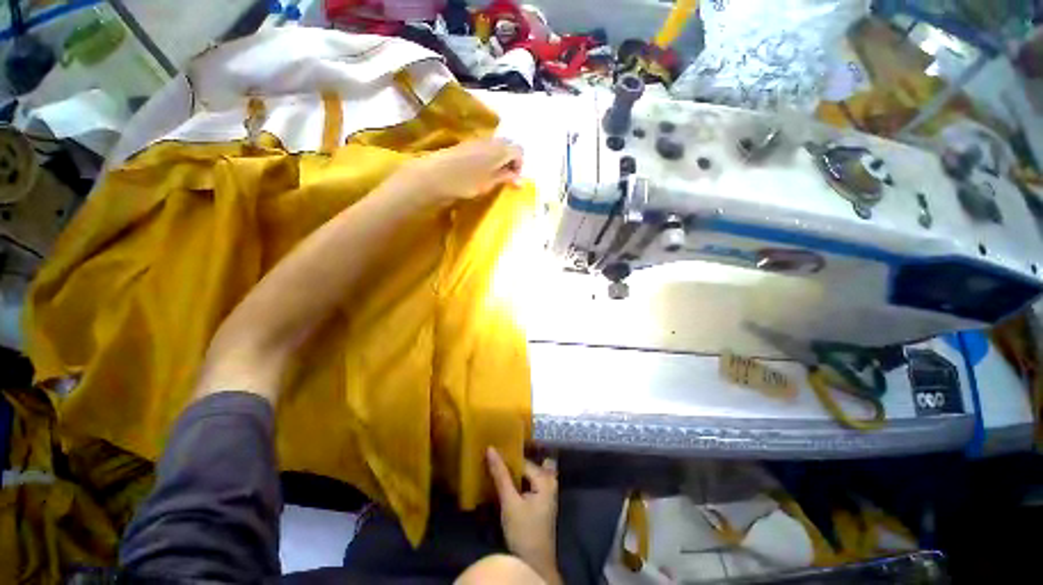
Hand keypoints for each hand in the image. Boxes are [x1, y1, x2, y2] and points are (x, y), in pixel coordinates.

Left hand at [390, 138, 523, 202]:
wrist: (434, 176)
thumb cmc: (464, 183)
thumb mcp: (488, 184)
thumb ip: (504, 178)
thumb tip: (519, 179)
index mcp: (499, 149)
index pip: (519, 150)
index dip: (519, 165)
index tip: (513, 180)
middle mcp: (490, 141)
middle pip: (508, 145)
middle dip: (510, 161)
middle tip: (505, 178)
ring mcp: (476, 141)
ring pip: (496, 146)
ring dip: (499, 159)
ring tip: (493, 177)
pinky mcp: (465, 145)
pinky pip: (484, 147)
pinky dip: (488, 158)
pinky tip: (480, 172)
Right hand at [486, 447, 561, 584]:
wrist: (535, 564)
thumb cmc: (523, 532)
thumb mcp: (509, 502)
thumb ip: (500, 475)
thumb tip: (490, 448)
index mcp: (545, 479)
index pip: (522, 461)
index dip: (506, 458)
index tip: (490, 452)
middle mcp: (549, 481)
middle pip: (526, 466)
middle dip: (511, 463)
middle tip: (492, 456)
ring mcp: (546, 492)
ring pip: (527, 474)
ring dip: (513, 473)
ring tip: (495, 467)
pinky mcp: (541, 502)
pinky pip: (528, 483)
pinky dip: (517, 482)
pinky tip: (504, 482)